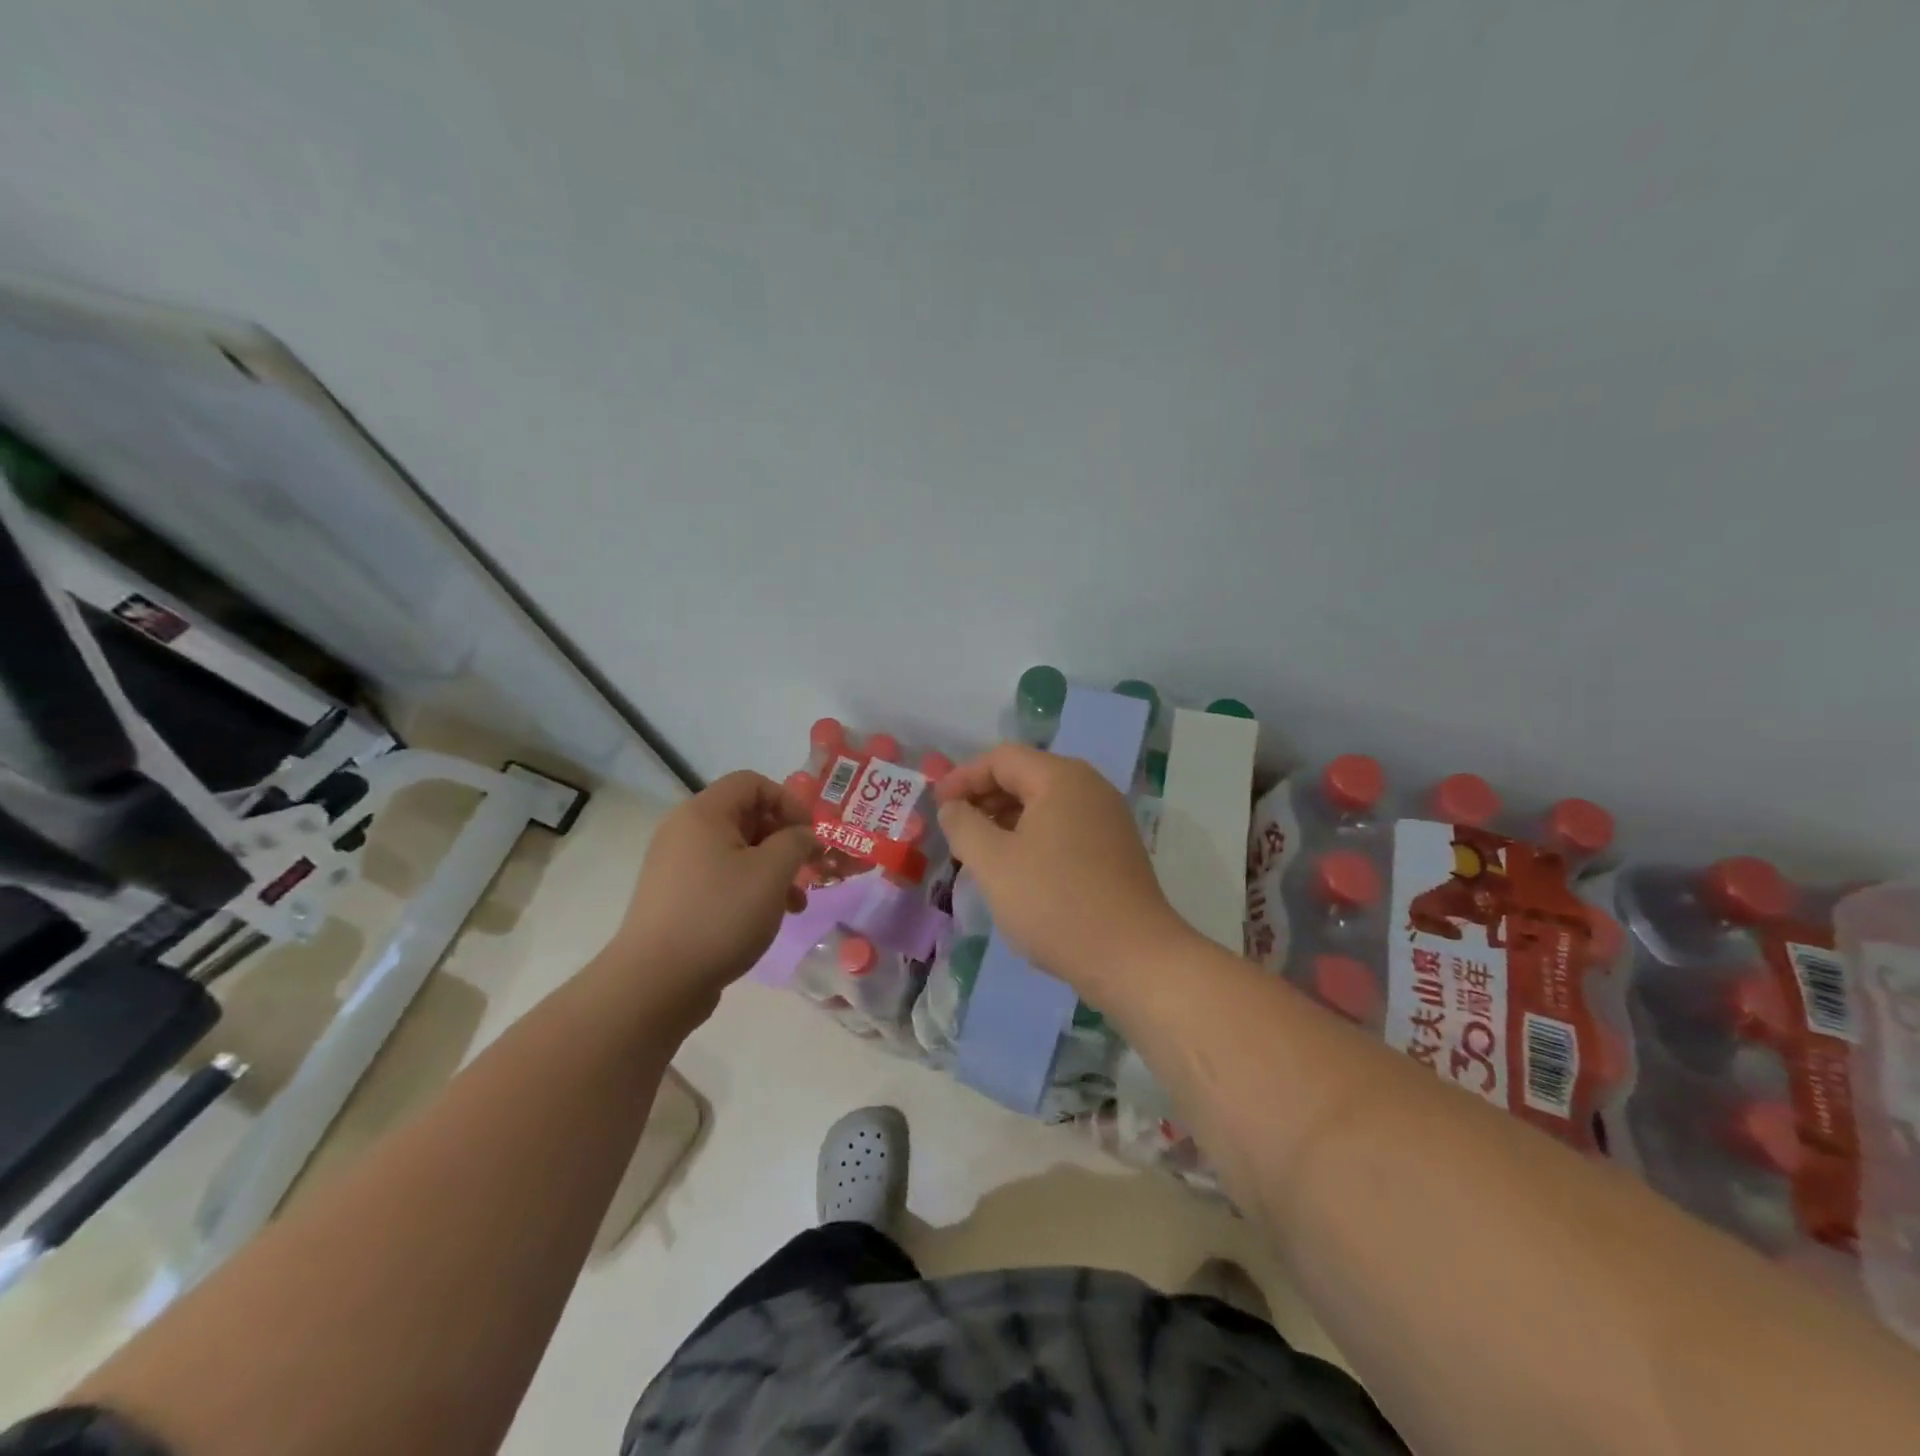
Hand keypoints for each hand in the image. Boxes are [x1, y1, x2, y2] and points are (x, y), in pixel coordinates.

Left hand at [603, 771, 817, 1020]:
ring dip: (773, 869)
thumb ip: (796, 842)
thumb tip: (803, 835)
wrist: (656, 983)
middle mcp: (684, 831)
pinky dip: (749, 889)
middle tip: (809, 870)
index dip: (788, 801)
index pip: (752, 783)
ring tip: (797, 904)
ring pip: (737, 852)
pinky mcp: (675, 898)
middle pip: (745, 816)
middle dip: (784, 840)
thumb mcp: (772, 873)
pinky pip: (721, 878)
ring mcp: (676, 866)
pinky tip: (768, 919)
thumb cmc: (720, 915)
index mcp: (704, 814)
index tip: (810, 835)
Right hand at [934, 743, 1189, 994]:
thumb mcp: (993, 863)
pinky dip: (1033, 836)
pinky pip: (1065, 826)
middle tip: (954, 829)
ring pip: (1046, 803)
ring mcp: (1108, 818)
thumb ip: (963, 825)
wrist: (1133, 958)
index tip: (936, 807)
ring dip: (1007, 819)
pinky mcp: (1116, 849)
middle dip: (984, 797)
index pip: (1002, 758)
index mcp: (1062, 778)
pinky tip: (1017, 869)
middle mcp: (1090, 787)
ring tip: (979, 851)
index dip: (963, 777)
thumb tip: (952, 806)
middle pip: (1026, 776)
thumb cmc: (1055, 903)